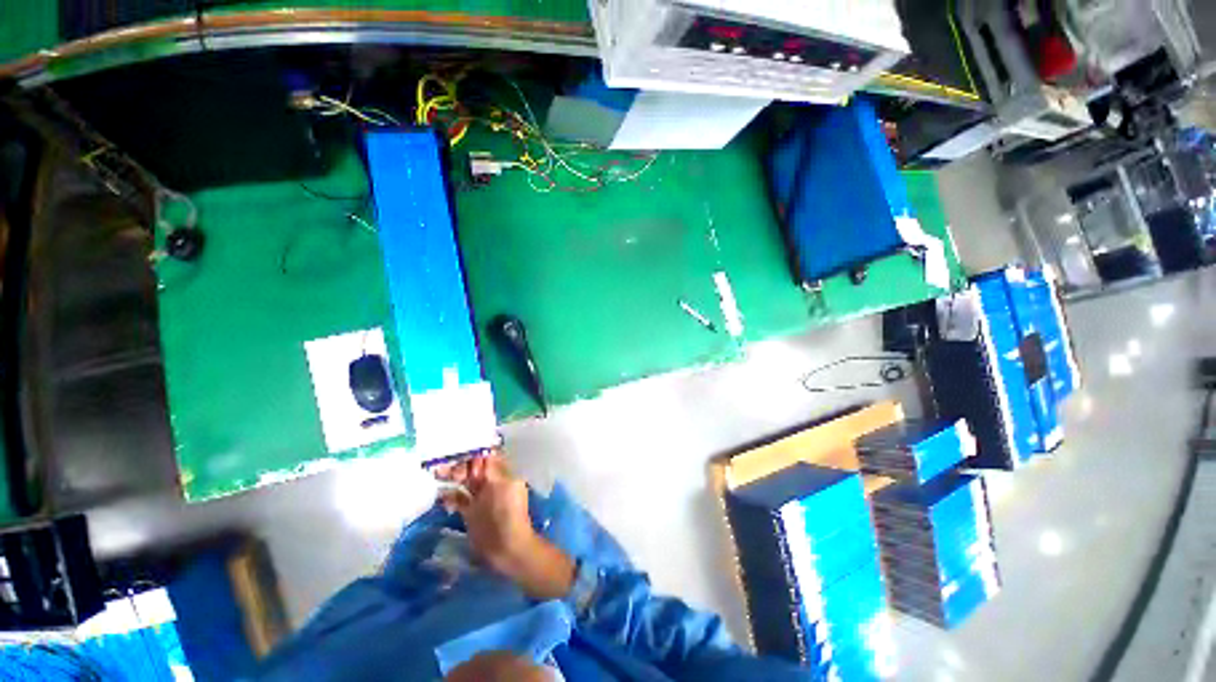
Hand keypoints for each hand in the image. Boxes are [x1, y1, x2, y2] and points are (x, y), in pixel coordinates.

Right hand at [437, 451, 574, 600]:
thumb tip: (483, 452)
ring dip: (451, 476)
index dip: (473, 451)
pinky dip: (449, 495)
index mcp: (503, 473)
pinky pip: (458, 499)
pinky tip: (440, 494)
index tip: (457, 449)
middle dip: (459, 463)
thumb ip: (491, 469)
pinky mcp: (470, 512)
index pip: (487, 455)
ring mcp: (480, 497)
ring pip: (464, 481)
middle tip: (443, 466)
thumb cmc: (507, 513)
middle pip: (473, 467)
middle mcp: (491, 482)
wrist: (507, 547)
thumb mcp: (502, 485)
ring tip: (437, 473)